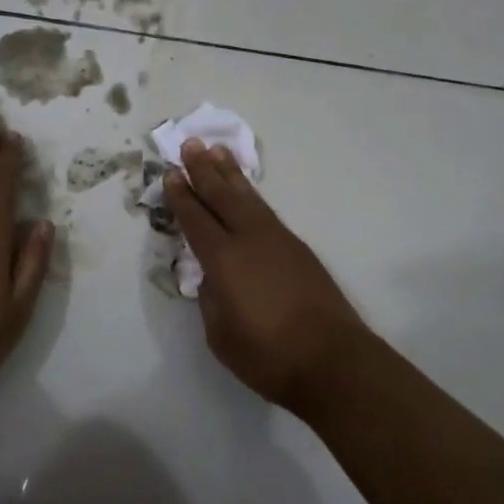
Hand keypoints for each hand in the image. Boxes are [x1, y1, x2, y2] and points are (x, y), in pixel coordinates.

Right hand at [163, 139, 369, 411]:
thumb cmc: (268, 355)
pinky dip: (251, 193)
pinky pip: (265, 209)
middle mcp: (249, 238)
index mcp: (223, 260)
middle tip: (191, 144)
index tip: (171, 173)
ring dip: (230, 173)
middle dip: (203, 170)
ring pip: (247, 197)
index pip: (196, 220)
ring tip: (217, 151)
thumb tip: (212, 276)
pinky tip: (247, 192)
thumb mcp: (220, 335)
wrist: (332, 358)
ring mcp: (277, 239)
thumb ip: (211, 299)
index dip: (181, 196)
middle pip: (221, 196)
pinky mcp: (297, 247)